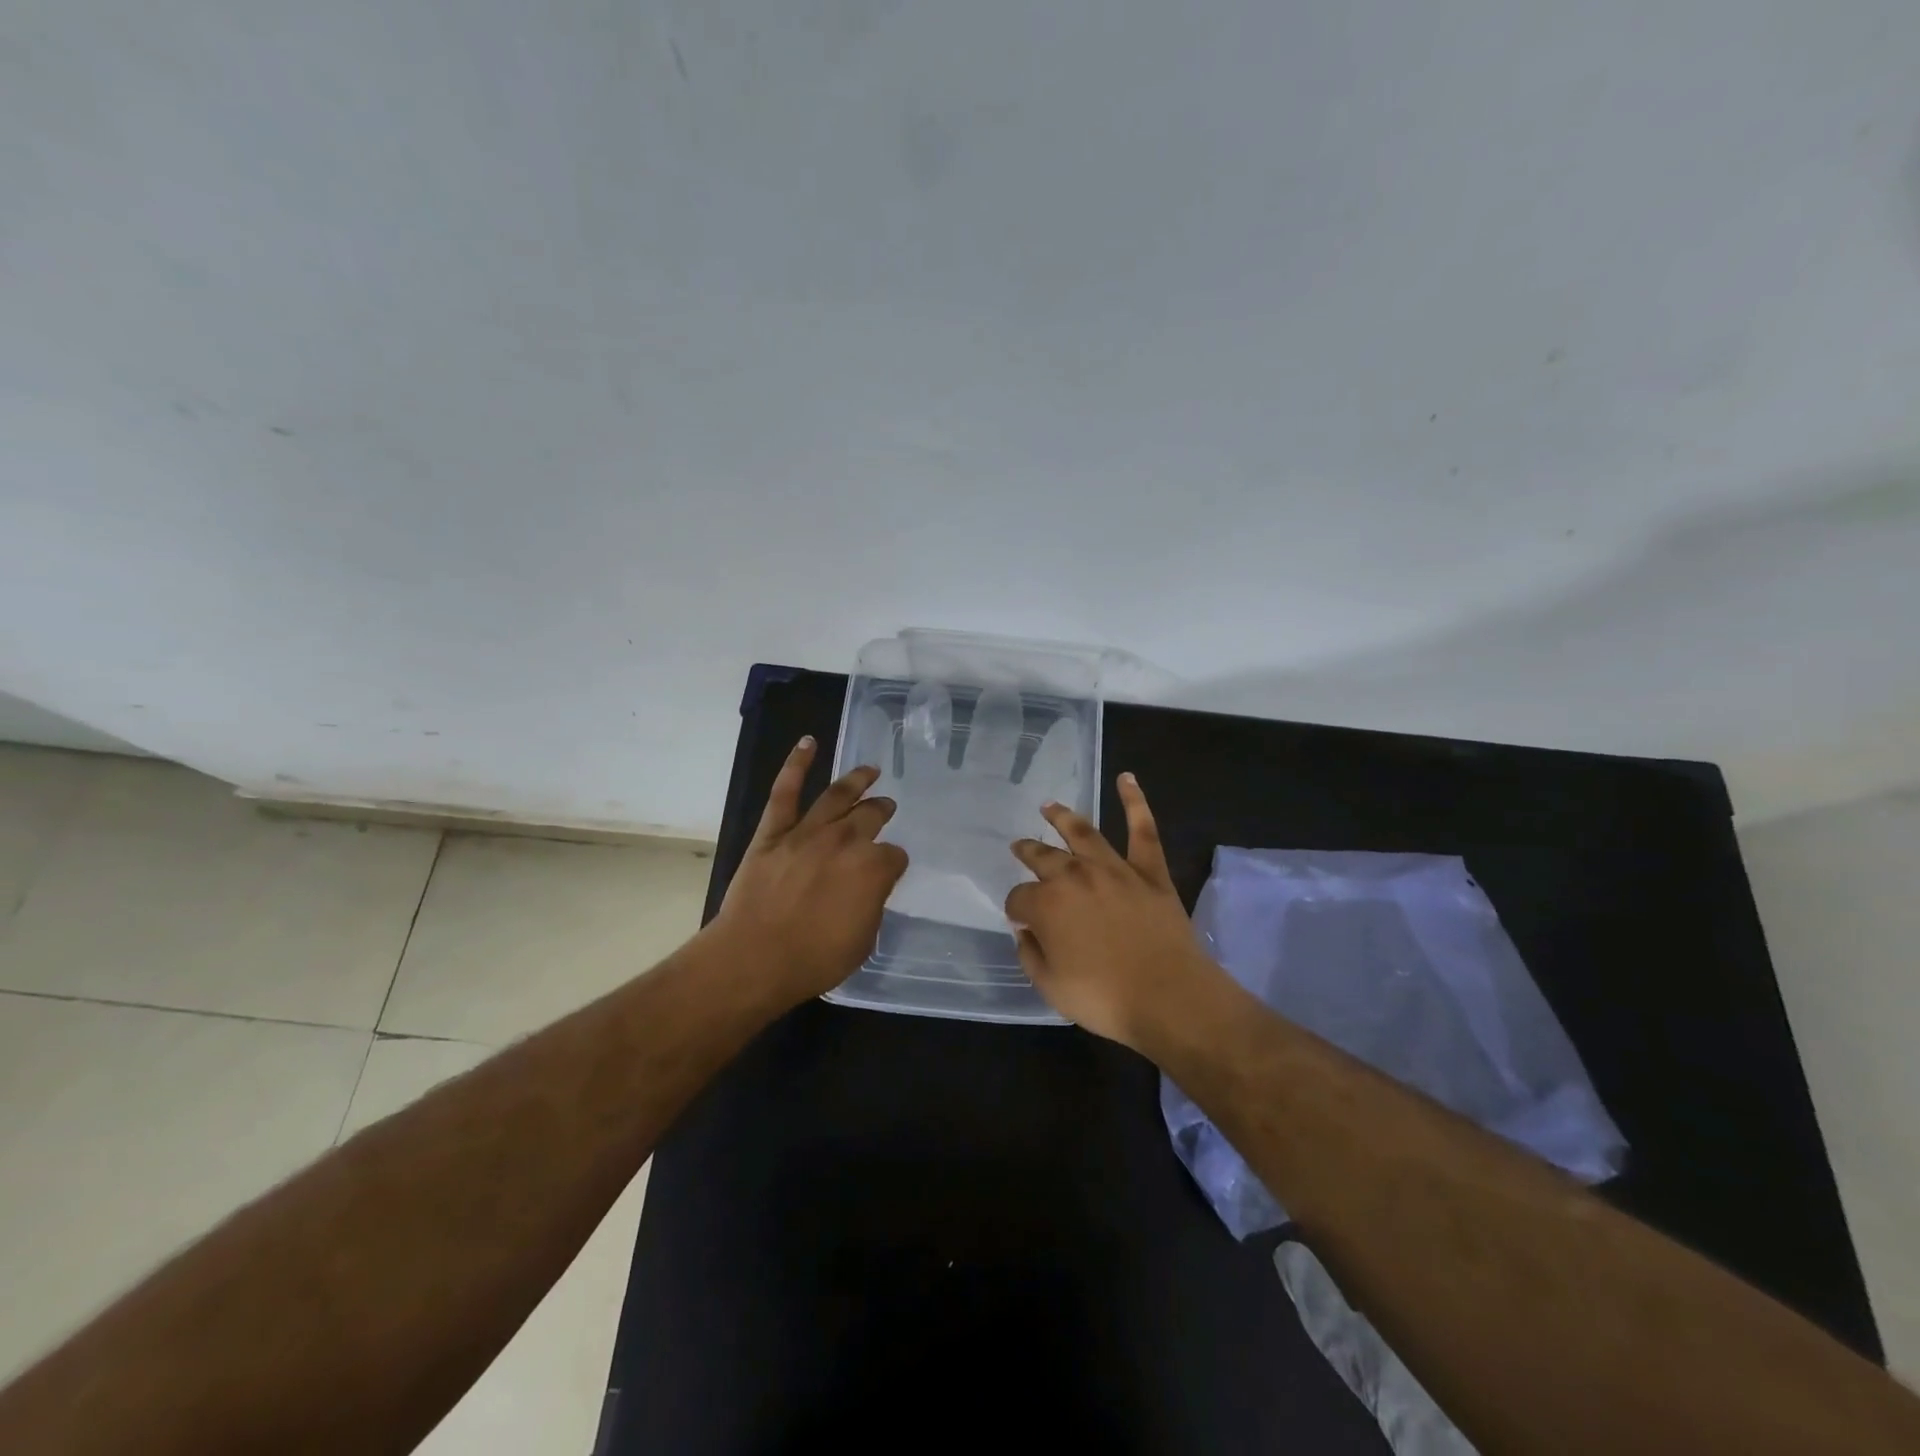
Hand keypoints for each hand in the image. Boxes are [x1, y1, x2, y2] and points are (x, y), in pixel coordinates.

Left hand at [712, 736, 908, 1007]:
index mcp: (873, 868)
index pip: (895, 856)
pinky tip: (808, 743)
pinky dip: (796, 764)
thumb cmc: (814, 959)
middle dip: (882, 810)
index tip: (889, 870)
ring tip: (870, 769)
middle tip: (886, 805)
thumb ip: (872, 904)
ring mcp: (807, 832)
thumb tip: (869, 886)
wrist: (754, 958)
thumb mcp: (863, 940)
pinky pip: (785, 792)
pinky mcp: (774, 832)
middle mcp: (845, 841)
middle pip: (871, 816)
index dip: (893, 863)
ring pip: (837, 795)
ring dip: (856, 779)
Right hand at [1005, 774, 1225, 1052]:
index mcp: (1047, 905)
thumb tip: (1026, 930)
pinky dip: (1135, 802)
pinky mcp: (1149, 871)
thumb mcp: (1050, 987)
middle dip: (1028, 851)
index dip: (1016, 908)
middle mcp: (1075, 877)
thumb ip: (1031, 955)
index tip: (1020, 919)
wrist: (1168, 997)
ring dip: (1063, 817)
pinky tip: (1127, 778)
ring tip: (1050, 806)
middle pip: (1044, 857)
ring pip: (1083, 833)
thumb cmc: (1104, 998)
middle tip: (1020, 846)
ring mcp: (1114, 869)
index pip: (1019, 898)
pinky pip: (1143, 830)